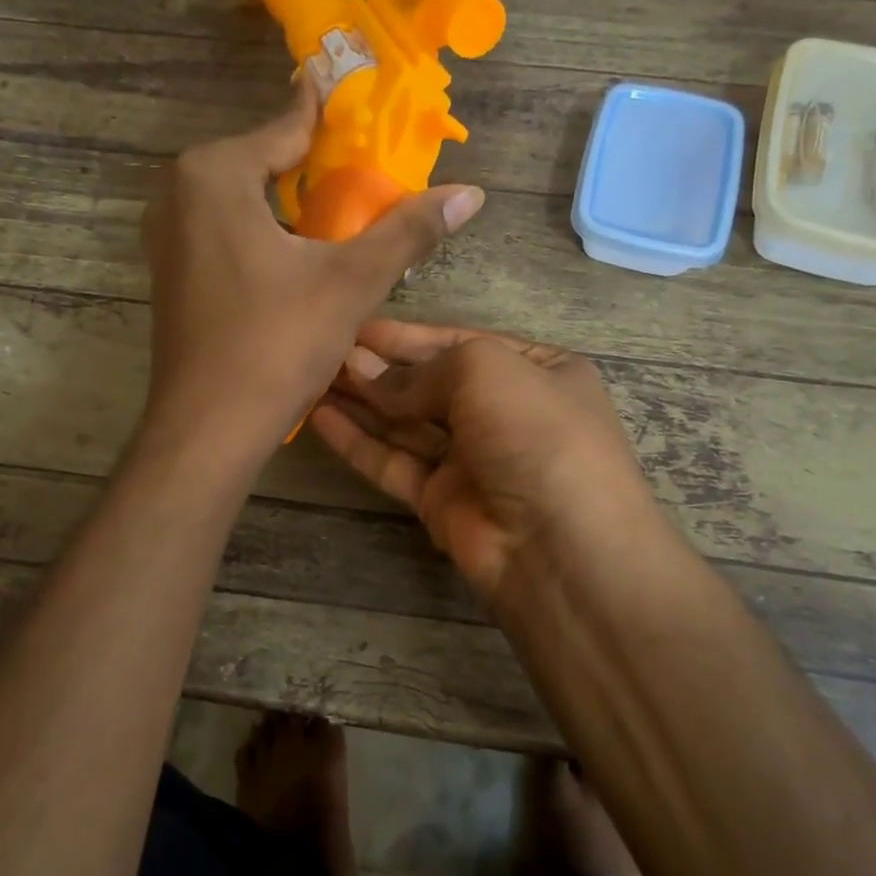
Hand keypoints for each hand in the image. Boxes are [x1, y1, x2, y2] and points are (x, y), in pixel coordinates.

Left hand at [140, 86, 484, 457]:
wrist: (208, 426)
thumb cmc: (277, 343)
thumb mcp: (352, 282)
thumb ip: (408, 231)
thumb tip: (471, 193)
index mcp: (215, 173)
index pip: (287, 126)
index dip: (331, 116)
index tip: (364, 102)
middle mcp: (178, 192)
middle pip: (261, 162)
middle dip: (312, 167)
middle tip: (366, 172)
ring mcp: (166, 236)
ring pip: (241, 201)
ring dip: (287, 205)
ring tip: (340, 215)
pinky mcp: (170, 274)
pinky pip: (223, 233)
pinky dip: (260, 234)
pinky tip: (295, 258)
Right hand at [311, 320, 658, 603]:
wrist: (560, 547)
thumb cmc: (535, 433)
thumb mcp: (484, 371)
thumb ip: (422, 371)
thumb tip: (368, 376)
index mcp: (538, 371)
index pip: (463, 343)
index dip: (409, 336)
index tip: (359, 327)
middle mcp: (506, 413)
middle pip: (432, 383)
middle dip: (382, 368)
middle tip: (329, 352)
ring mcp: (474, 460)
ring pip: (408, 424)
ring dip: (364, 401)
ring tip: (315, 376)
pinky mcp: (442, 501)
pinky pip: (394, 463)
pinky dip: (359, 442)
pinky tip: (320, 417)